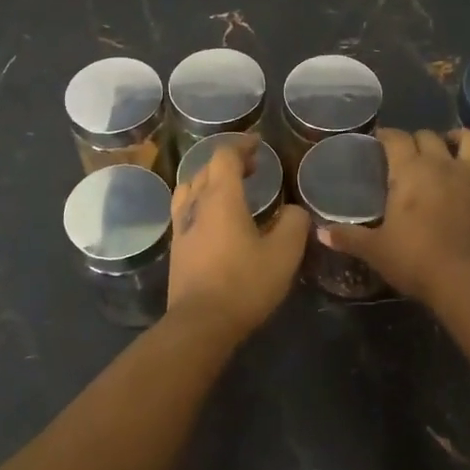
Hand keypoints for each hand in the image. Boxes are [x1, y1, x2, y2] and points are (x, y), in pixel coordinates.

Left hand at [166, 138, 309, 339]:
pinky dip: (201, 202)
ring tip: (230, 190)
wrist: (200, 324)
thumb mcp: (284, 253)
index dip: (241, 146)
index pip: (225, 156)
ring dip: (210, 181)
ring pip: (190, 189)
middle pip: (206, 169)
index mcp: (221, 198)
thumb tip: (293, 211)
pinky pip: (186, 211)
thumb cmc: (244, 283)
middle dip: (228, 162)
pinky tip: (215, 220)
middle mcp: (196, 205)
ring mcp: (181, 227)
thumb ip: (293, 224)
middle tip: (252, 168)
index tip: (258, 145)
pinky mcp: (177, 249)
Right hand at [324, 128, 469, 304]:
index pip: (395, 138)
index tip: (378, 140)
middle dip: (417, 139)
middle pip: (429, 136)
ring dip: (462, 138)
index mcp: (410, 171)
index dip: (385, 135)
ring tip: (453, 144)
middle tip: (408, 152)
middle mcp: (443, 165)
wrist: (466, 281)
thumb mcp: (375, 250)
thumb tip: (320, 234)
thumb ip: (348, 237)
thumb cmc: (414, 260)